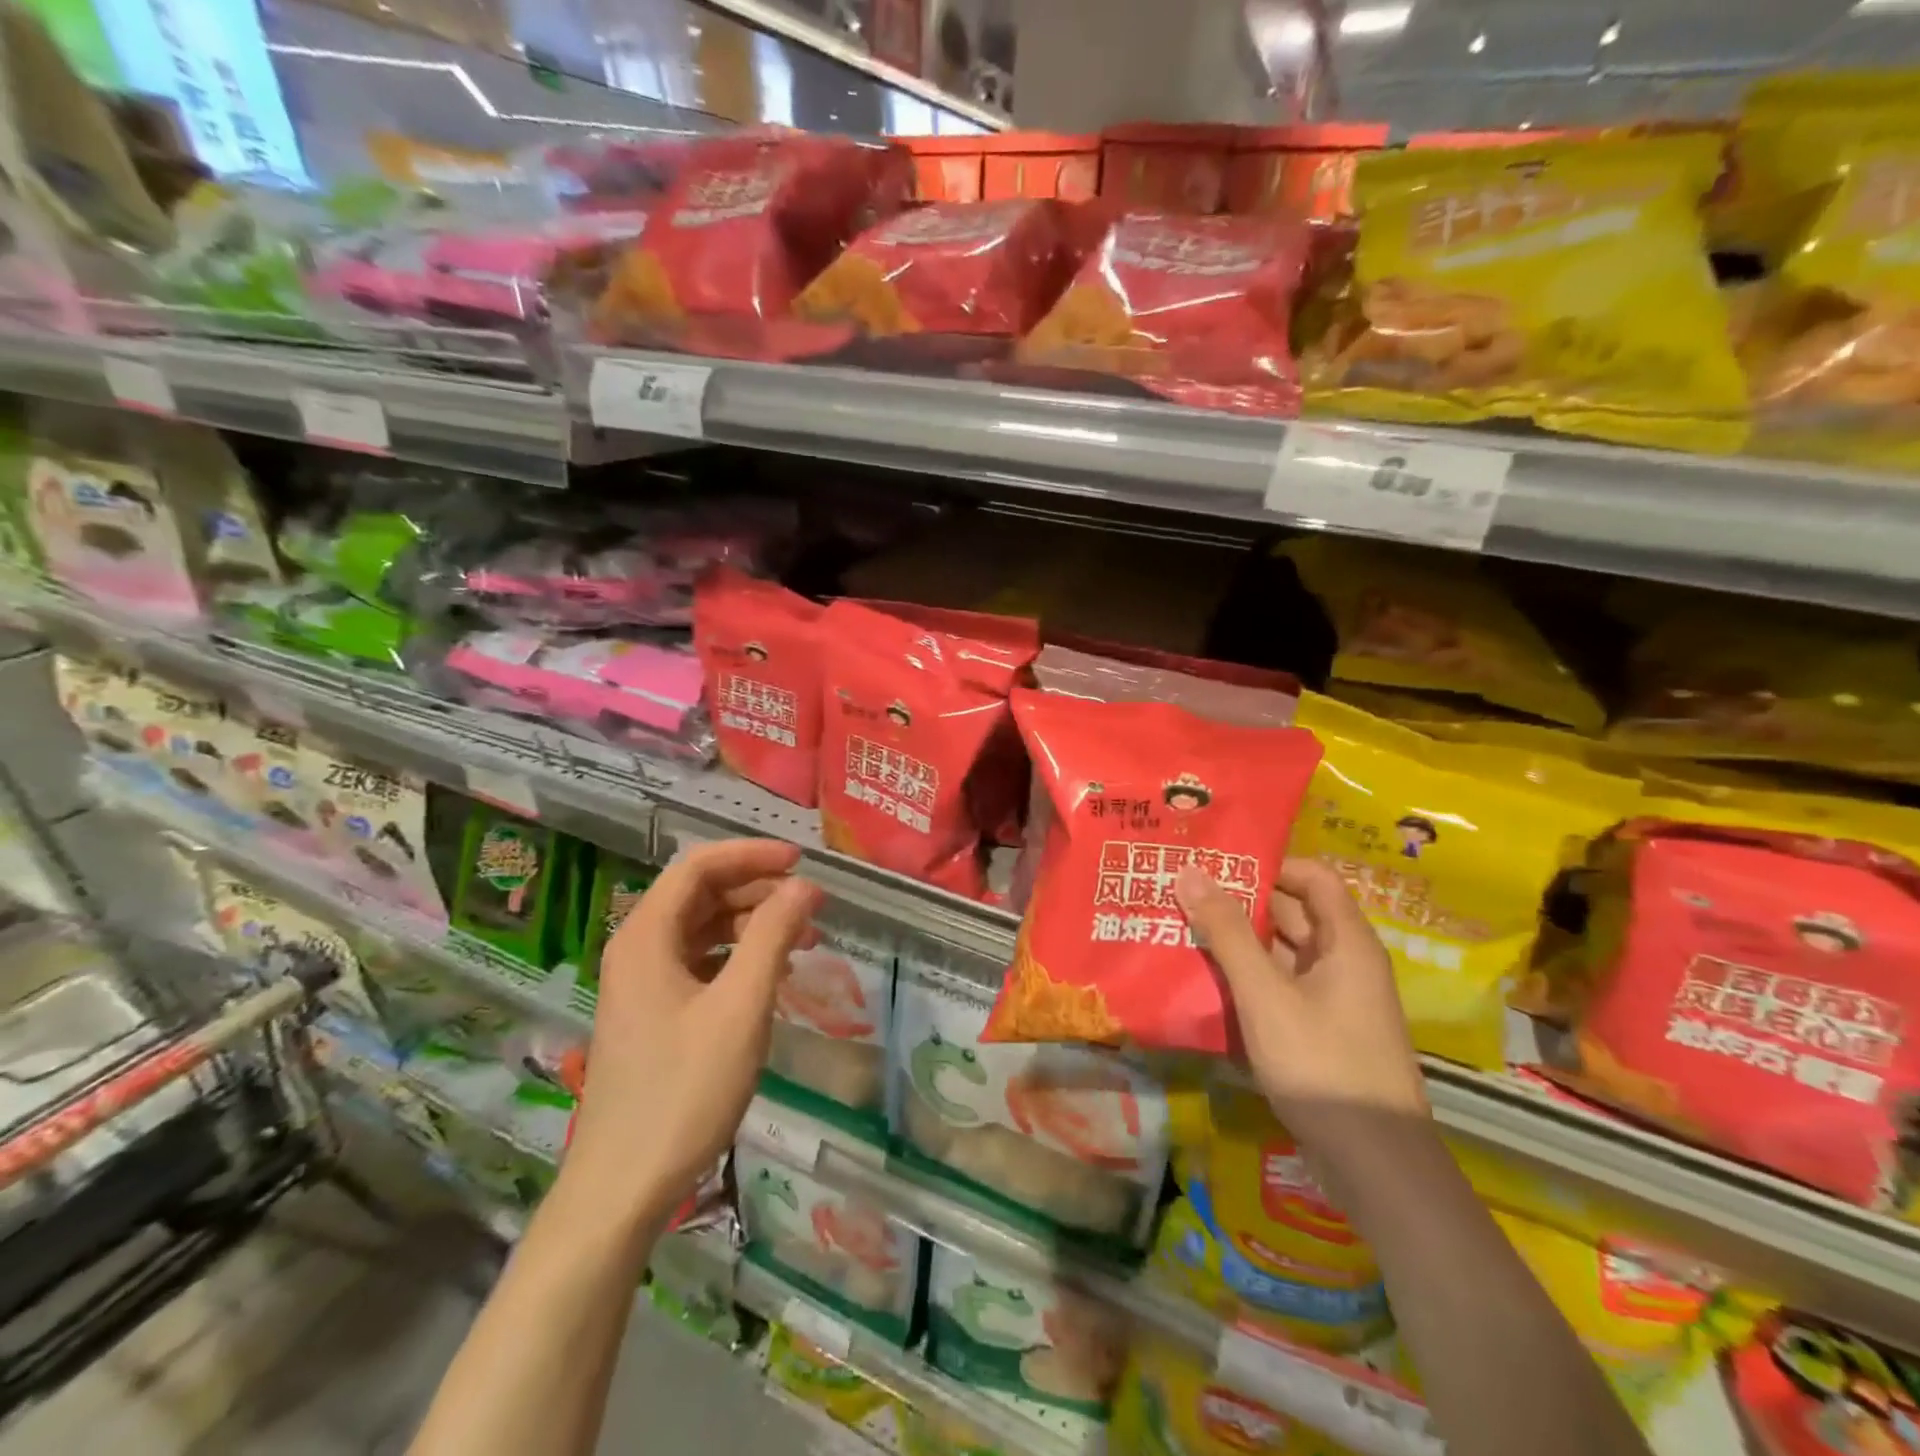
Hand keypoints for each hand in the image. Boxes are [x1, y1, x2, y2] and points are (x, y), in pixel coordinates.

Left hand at [565, 839, 820, 1217]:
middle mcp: (637, 949)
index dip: (750, 854)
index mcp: (646, 937)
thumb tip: (804, 886)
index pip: (698, 866)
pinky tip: (770, 973)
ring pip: (701, 929)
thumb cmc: (684, 1090)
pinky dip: (737, 956)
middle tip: (810, 904)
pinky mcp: (653, 1014)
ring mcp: (642, 984)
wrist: (623, 1187)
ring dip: (751, 923)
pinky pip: (699, 962)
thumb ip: (773, 936)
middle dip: (757, 889)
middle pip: (699, 894)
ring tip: (802, 937)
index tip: (801, 861)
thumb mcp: (740, 1007)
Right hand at [1176, 858, 1429, 1149]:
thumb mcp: (1265, 994)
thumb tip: (1189, 871)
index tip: (1216, 863)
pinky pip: (1281, 987)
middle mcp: (1345, 963)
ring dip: (1238, 942)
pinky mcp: (1321, 1031)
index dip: (1268, 863)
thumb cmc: (1323, 1064)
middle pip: (1293, 913)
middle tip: (1184, 892)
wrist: (1375, 1166)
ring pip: (1282, 953)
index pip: (1312, 876)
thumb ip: (1226, 932)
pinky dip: (1247, 978)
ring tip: (1182, 928)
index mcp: (1347, 942)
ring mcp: (1334, 1000)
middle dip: (1240, 901)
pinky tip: (1205, 981)